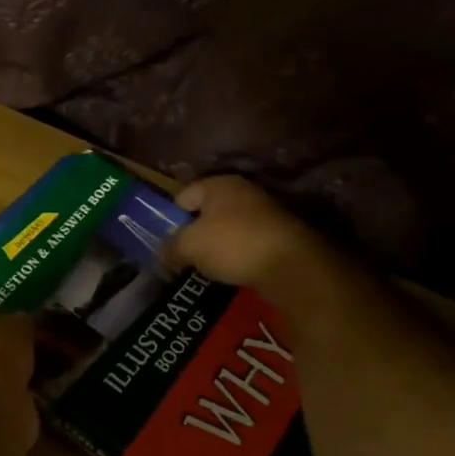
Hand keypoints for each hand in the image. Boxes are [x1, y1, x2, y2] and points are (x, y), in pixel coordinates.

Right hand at [165, 176, 322, 291]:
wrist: (291, 265)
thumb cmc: (232, 243)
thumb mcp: (188, 246)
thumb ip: (169, 249)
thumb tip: (162, 257)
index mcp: (218, 184)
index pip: (182, 196)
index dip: (169, 219)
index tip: (165, 242)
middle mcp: (242, 191)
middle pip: (205, 212)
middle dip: (193, 234)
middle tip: (181, 256)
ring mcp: (264, 212)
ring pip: (226, 229)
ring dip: (214, 246)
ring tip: (205, 267)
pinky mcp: (279, 234)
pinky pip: (245, 242)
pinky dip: (236, 255)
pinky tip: (230, 271)